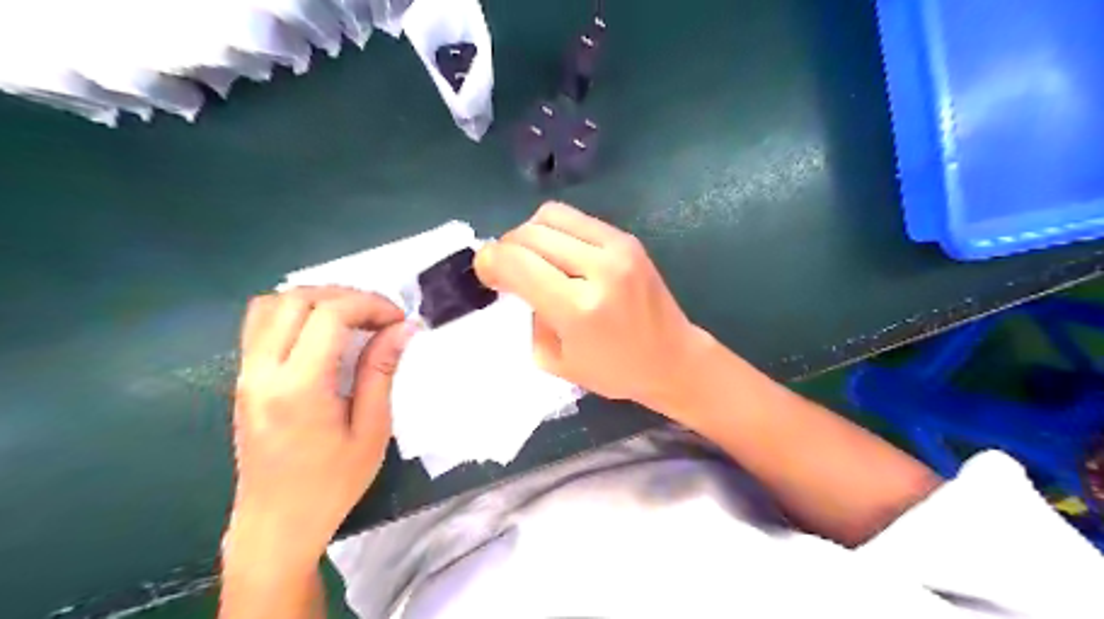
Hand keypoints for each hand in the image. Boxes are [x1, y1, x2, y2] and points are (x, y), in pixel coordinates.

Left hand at [224, 286, 416, 576]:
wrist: (276, 524)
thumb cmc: (331, 483)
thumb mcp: (371, 430)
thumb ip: (381, 372)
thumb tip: (402, 329)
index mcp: (298, 387)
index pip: (329, 315)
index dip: (369, 305)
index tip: (397, 320)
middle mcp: (262, 371)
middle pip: (297, 298)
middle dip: (346, 296)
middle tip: (379, 316)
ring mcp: (246, 373)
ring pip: (271, 304)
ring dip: (316, 299)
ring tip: (352, 317)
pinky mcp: (243, 379)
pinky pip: (260, 324)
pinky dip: (293, 312)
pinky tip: (321, 332)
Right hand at [474, 204, 705, 410]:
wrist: (672, 358)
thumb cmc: (613, 371)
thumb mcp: (555, 360)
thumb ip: (528, 316)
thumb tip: (512, 280)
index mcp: (578, 308)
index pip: (516, 263)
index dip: (489, 261)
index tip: (486, 273)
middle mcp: (598, 268)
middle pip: (529, 233)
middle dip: (506, 247)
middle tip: (507, 269)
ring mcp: (617, 247)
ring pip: (550, 215)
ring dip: (529, 234)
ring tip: (532, 258)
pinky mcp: (627, 238)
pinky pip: (575, 218)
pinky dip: (555, 230)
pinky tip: (559, 253)